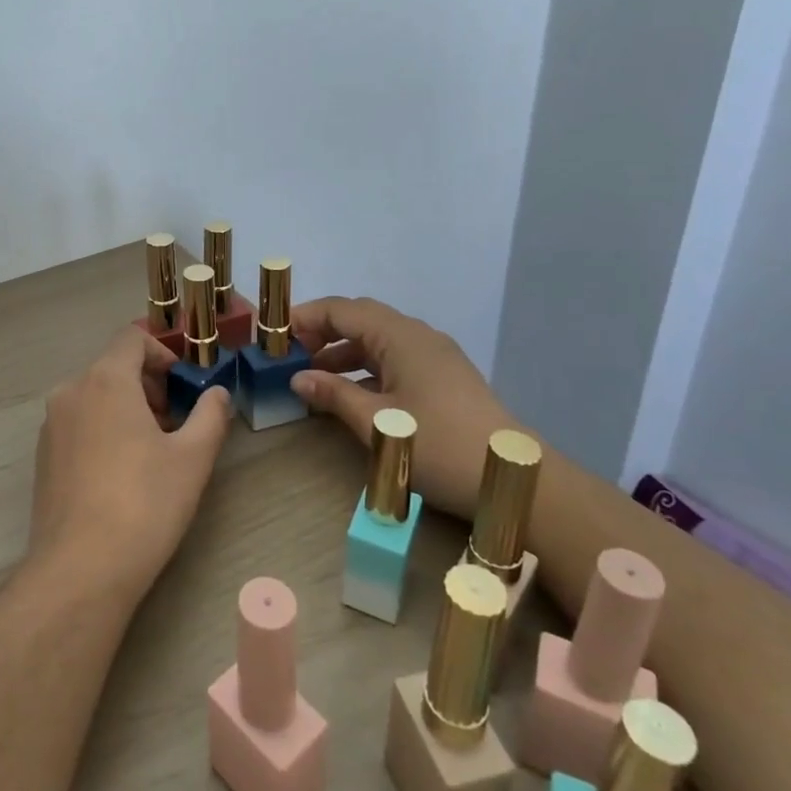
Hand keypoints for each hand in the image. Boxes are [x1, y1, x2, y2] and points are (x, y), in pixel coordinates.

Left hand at [27, 326, 233, 605]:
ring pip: (95, 396)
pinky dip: (103, 429)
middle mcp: (71, 391)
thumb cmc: (144, 504)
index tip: (184, 386)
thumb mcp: (192, 458)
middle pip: (114, 367)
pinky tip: (122, 474)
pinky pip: (79, 423)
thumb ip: (211, 415)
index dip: (162, 353)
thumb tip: (217, 394)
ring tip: (153, 452)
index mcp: (105, 380)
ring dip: (127, 409)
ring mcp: (51, 424)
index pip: (132, 337)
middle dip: (149, 386)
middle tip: (176, 424)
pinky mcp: (43, 455)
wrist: (81, 569)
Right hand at [287, 297, 522, 518]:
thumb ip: (334, 395)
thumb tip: (298, 379)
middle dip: (323, 332)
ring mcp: (435, 357)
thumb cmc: (440, 446)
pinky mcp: (444, 379)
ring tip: (315, 378)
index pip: (343, 310)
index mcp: (401, 336)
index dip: (306, 317)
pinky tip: (352, 395)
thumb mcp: (379, 423)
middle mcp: (418, 336)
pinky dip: (367, 369)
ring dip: (344, 353)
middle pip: (361, 320)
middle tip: (291, 355)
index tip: (275, 335)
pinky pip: (395, 360)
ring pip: (378, 341)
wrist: (515, 479)